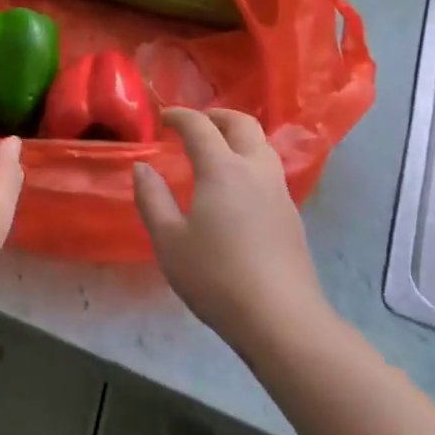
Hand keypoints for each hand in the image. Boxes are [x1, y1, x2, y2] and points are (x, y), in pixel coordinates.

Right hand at [133, 108, 327, 350]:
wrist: (281, 319)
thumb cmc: (216, 277)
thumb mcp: (169, 241)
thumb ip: (152, 198)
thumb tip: (142, 167)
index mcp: (223, 169)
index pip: (200, 126)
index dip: (180, 116)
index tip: (163, 118)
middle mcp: (255, 170)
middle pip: (243, 124)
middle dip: (217, 116)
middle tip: (195, 123)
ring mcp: (279, 192)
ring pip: (262, 145)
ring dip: (238, 136)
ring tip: (216, 150)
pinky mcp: (292, 215)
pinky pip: (269, 171)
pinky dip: (249, 161)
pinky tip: (236, 188)